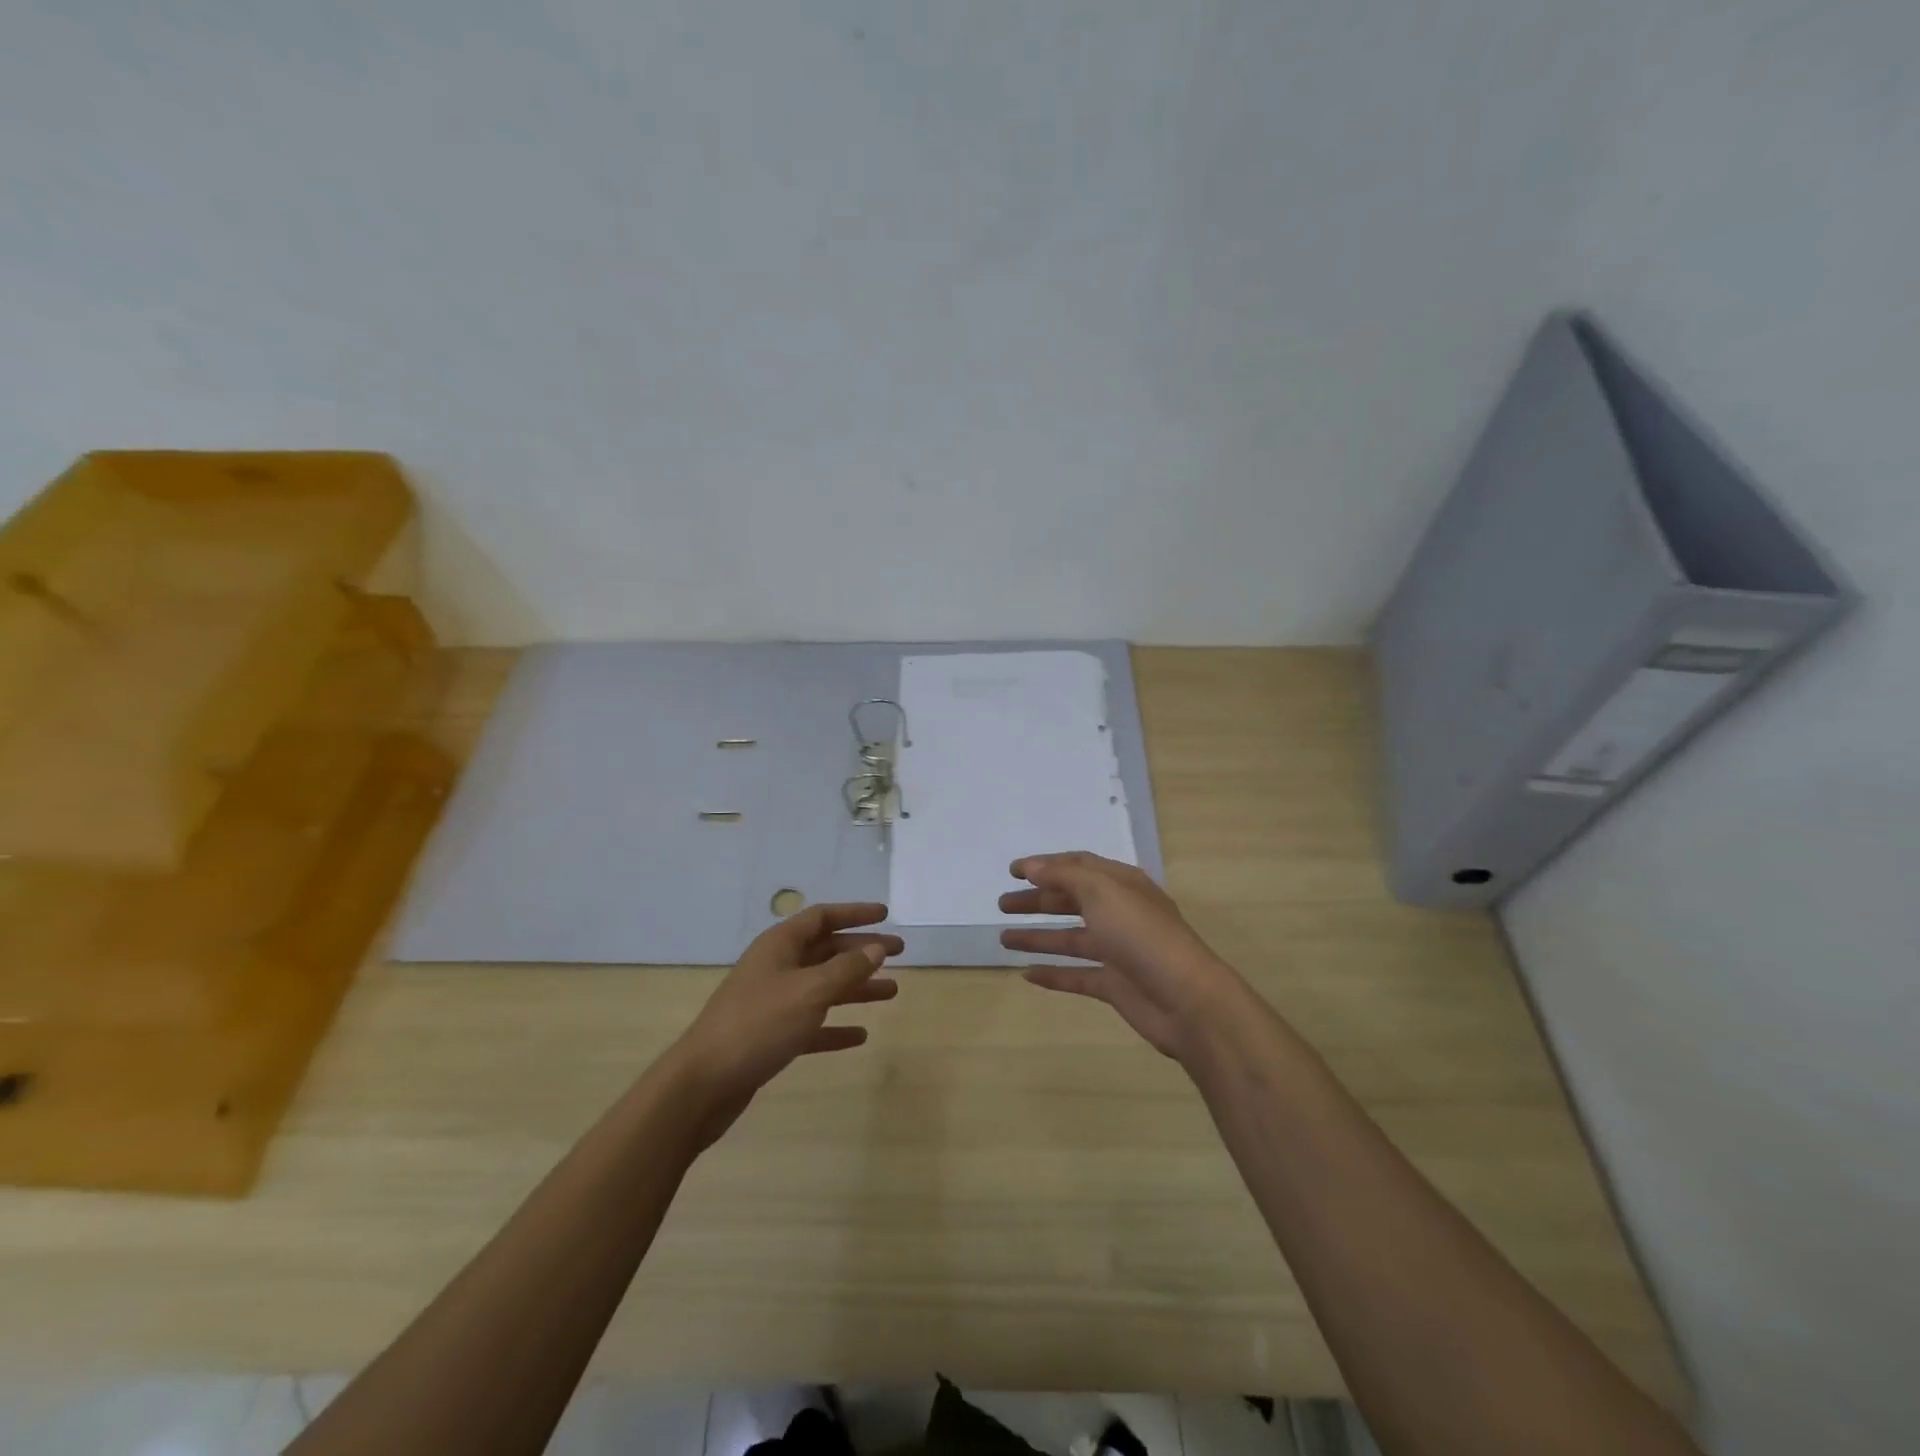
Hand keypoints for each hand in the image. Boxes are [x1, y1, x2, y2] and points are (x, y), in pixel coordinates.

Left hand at [672, 903, 901, 1141]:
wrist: (703, 1084)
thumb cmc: (758, 1025)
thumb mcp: (809, 992)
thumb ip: (846, 969)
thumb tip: (876, 948)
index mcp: (780, 946)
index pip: (822, 917)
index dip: (855, 913)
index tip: (886, 915)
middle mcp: (777, 967)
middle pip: (826, 950)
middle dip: (862, 950)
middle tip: (899, 953)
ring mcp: (773, 1002)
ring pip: (823, 986)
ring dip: (856, 987)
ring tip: (892, 992)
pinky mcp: (771, 1036)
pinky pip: (812, 1023)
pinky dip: (835, 1026)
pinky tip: (860, 1036)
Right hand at [999, 852, 1240, 1060]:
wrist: (1186, 999)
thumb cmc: (1142, 935)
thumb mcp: (1102, 891)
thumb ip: (1063, 876)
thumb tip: (1031, 866)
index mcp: (1120, 884)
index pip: (1077, 867)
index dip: (1044, 866)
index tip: (1011, 871)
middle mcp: (1118, 913)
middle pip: (1071, 901)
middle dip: (1036, 900)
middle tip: (1002, 904)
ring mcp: (1117, 950)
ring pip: (1070, 938)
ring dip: (1037, 936)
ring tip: (1003, 938)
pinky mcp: (1114, 984)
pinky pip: (1077, 975)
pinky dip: (1052, 974)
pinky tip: (1026, 974)